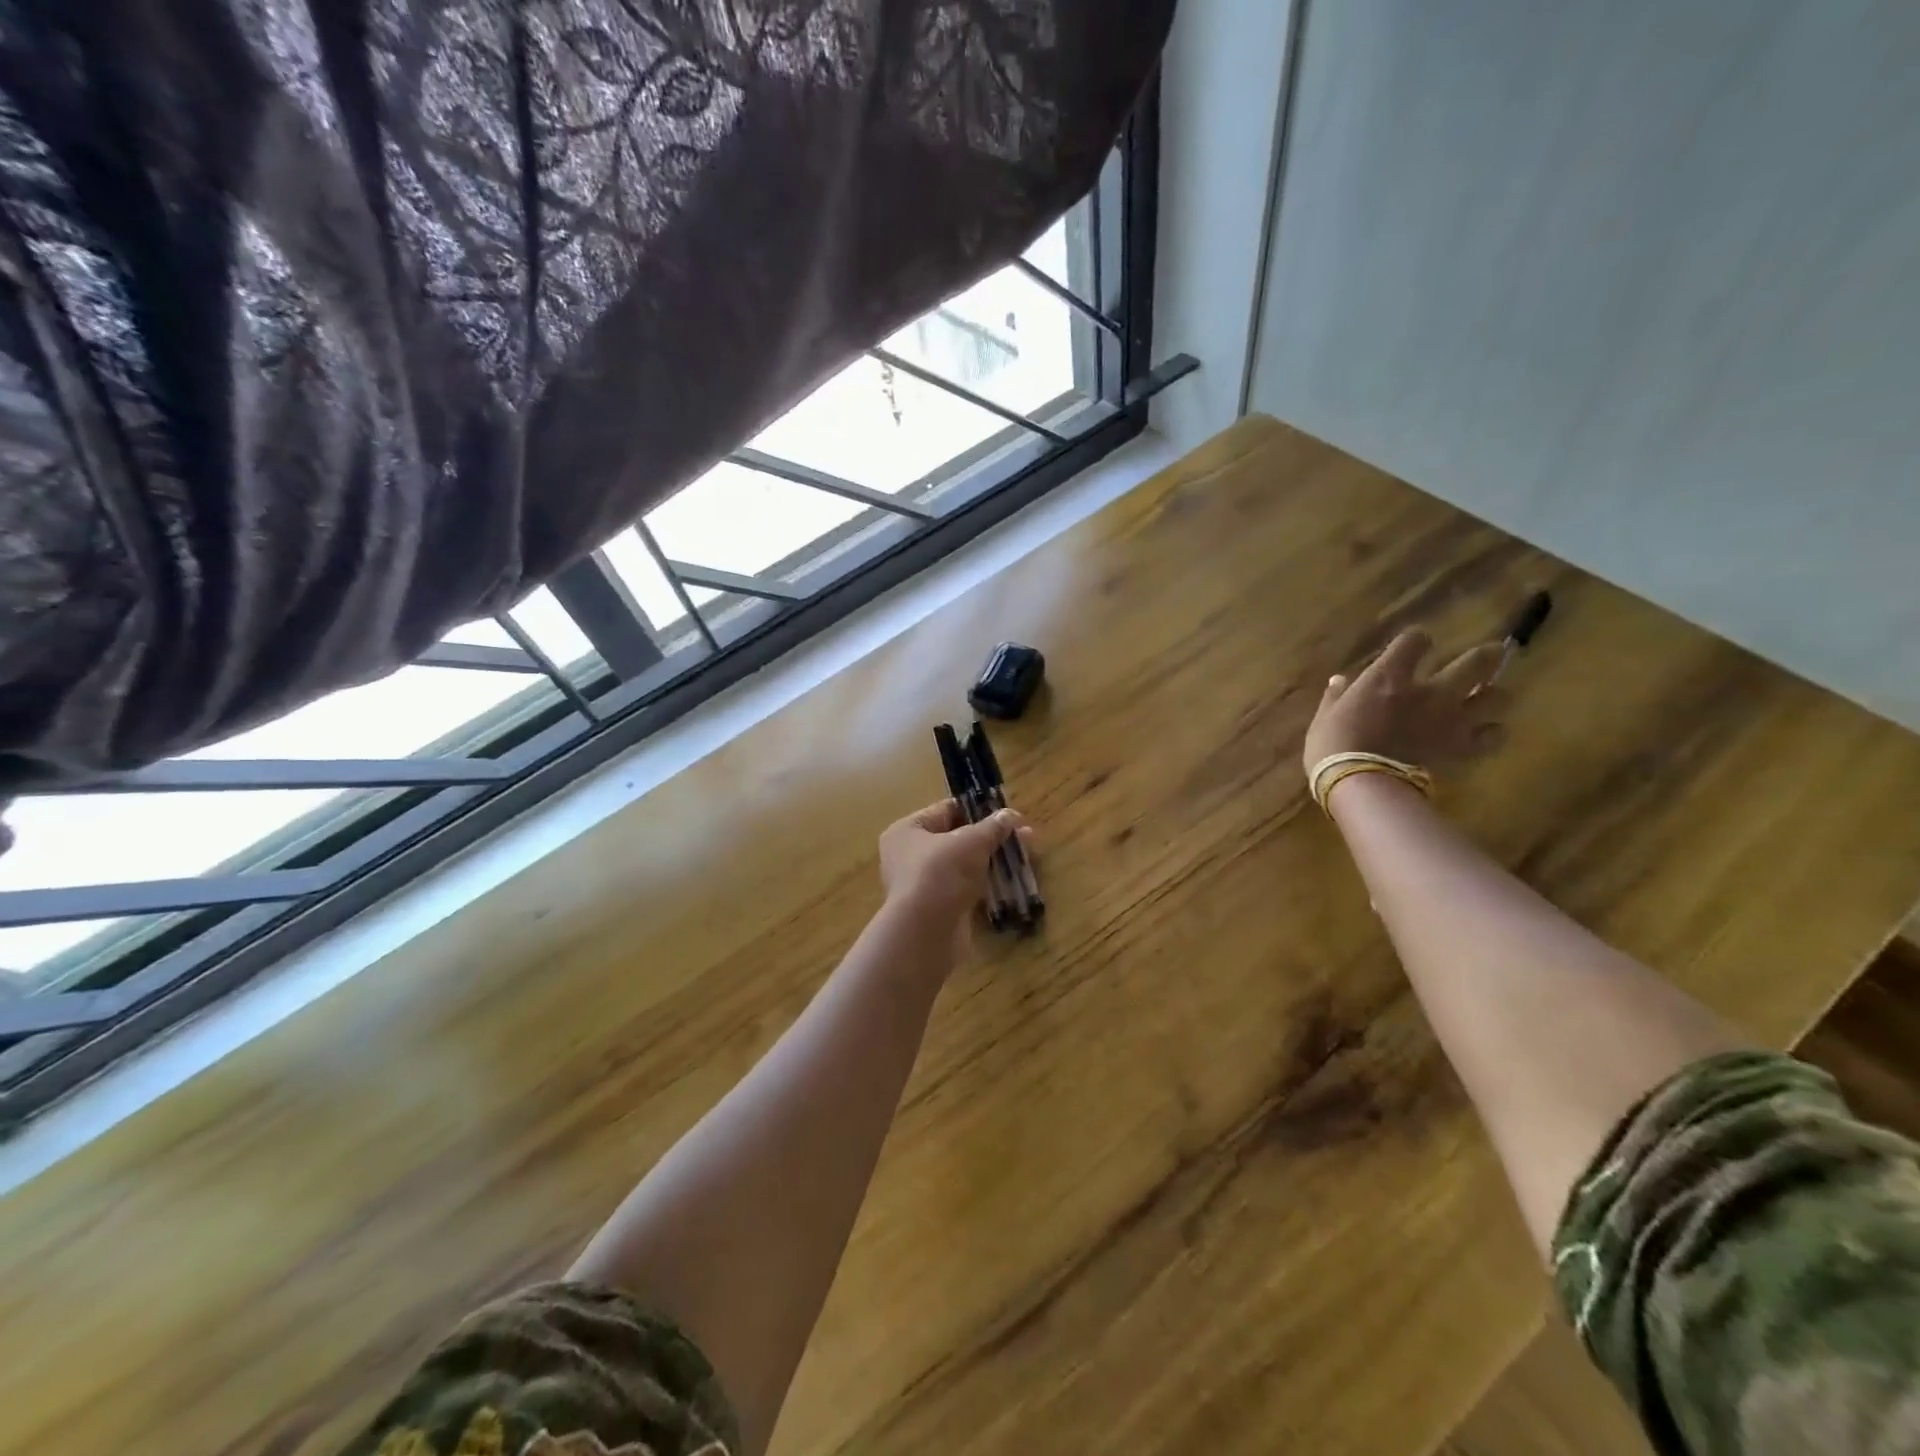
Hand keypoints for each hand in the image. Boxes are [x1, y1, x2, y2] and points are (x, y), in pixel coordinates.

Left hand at [879, 799, 1030, 934]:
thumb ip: (993, 827)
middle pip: (956, 838)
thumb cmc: (941, 873)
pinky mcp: (937, 909)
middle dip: (991, 837)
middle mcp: (909, 855)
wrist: (925, 933)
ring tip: (1025, 858)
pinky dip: (985, 885)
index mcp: (908, 830)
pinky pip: (965, 889)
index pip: (946, 810)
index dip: (978, 809)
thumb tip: (1012, 815)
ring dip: (991, 861)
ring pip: (963, 866)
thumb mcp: (971, 842)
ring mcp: (923, 884)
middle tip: (1024, 837)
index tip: (1007, 814)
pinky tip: (1011, 883)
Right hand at [1303, 629, 1509, 779]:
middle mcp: (1429, 690)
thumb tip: (1339, 681)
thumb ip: (1337, 696)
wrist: (1359, 782)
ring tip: (1484, 698)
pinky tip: (1483, 733)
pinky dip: (1492, 733)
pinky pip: (1494, 736)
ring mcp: (1451, 719)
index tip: (1411, 648)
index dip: (1416, 640)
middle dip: (1485, 657)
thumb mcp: (1325, 716)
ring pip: (1498, 697)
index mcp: (1390, 676)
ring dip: (1493, 695)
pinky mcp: (1461, 747)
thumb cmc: (1333, 745)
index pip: (1415, 639)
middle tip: (1486, 657)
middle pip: (1477, 662)